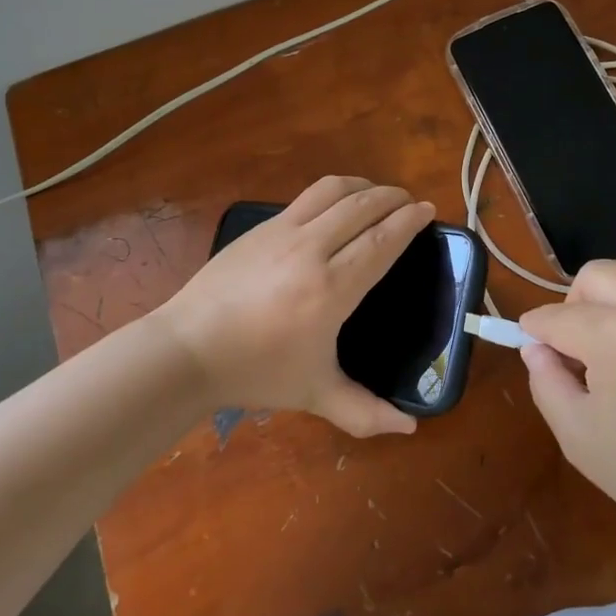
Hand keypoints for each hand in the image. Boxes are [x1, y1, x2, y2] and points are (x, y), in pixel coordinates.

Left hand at [153, 176, 434, 437]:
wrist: (187, 350)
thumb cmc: (256, 371)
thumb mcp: (315, 395)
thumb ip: (365, 412)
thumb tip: (410, 429)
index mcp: (331, 288)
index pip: (382, 241)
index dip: (409, 222)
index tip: (429, 210)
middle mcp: (311, 249)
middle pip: (362, 207)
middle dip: (393, 197)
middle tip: (410, 201)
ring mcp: (281, 232)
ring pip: (332, 191)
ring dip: (363, 187)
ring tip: (378, 194)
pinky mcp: (259, 227)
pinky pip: (306, 198)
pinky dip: (332, 193)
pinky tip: (334, 208)